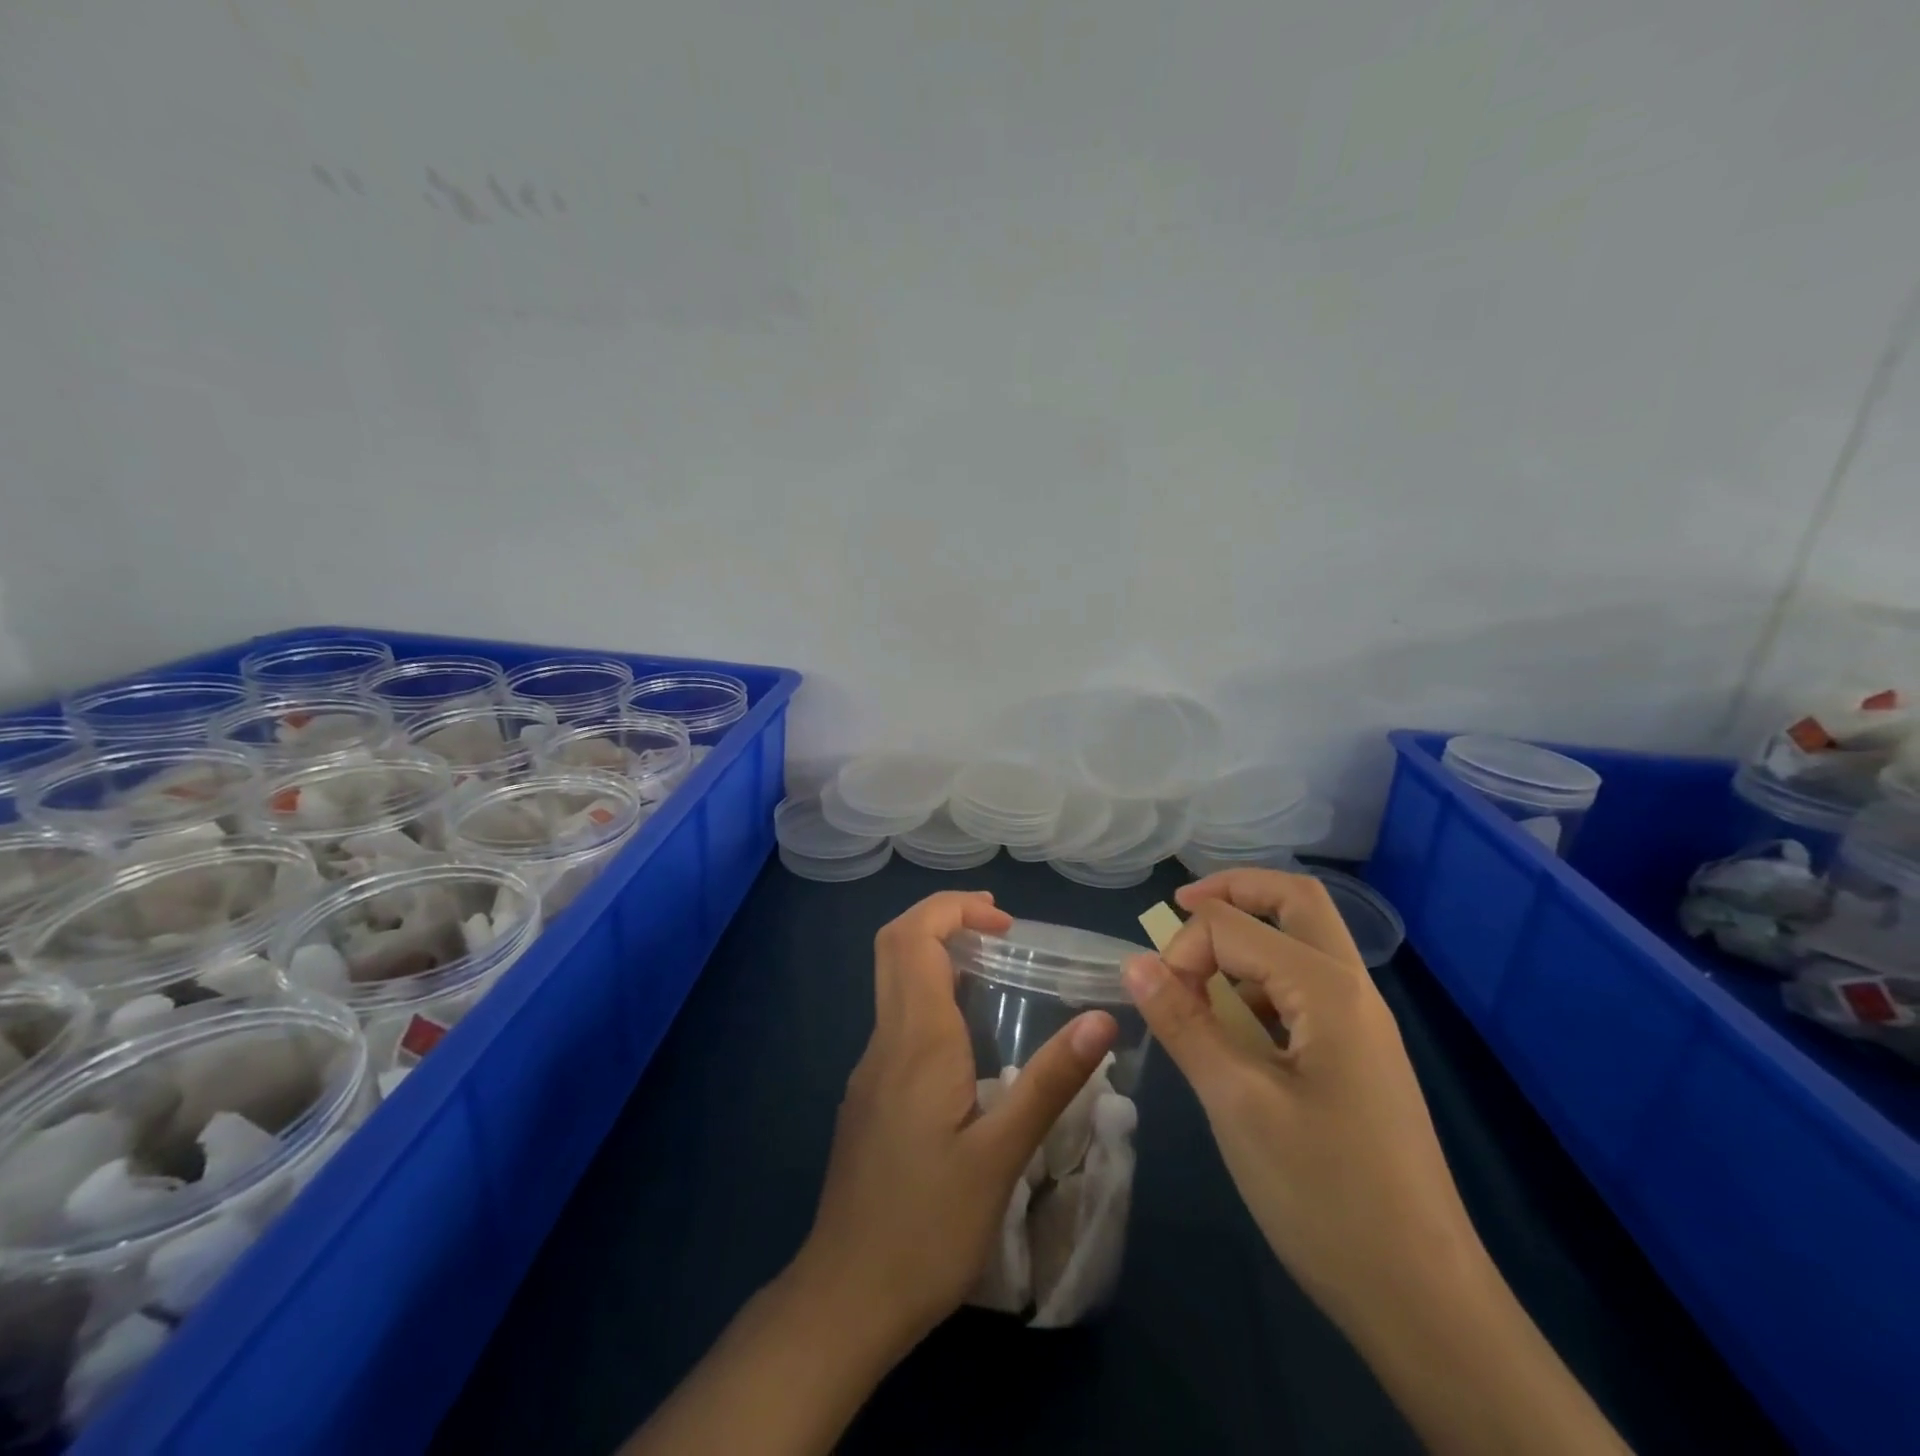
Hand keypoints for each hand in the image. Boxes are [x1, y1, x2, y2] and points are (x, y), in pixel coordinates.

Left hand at [799, 890, 1118, 1355]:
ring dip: (936, 954)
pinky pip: (897, 1018)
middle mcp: (886, 1039)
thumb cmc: (927, 1226)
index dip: (953, 907)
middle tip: (999, 929)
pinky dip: (930, 994)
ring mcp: (871, 1067)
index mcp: (916, 1039)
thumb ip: (1051, 1081)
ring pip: (893, 980)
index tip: (1004, 921)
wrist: (846, 1295)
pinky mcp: (869, 1094)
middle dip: (942, 917)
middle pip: (894, 945)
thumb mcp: (1002, 1156)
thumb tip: (1101, 1019)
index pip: (913, 936)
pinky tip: (969, 1038)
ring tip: (994, 970)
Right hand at [1122, 870, 1480, 1328]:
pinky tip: (1232, 1029)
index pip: (1235, 926)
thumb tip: (1135, 963)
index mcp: (1326, 989)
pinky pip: (1305, 990)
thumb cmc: (1324, 1194)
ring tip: (1198, 981)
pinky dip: (1261, 983)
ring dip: (1247, 940)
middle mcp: (1352, 990)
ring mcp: (1361, 1024)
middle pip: (1294, 901)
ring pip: (1302, 943)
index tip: (1159, 999)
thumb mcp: (1236, 1103)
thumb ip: (1183, 1023)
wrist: (1423, 1298)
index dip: (1185, 948)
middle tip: (1180, 907)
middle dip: (1234, 892)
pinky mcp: (1358, 1056)